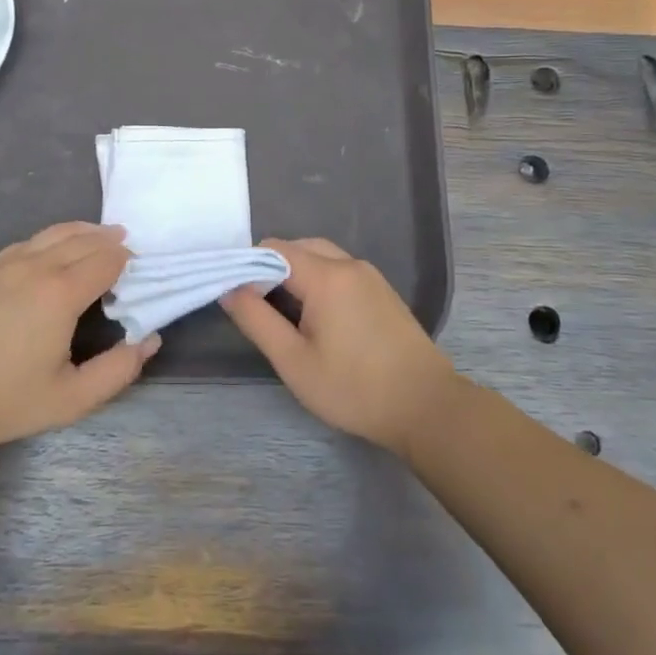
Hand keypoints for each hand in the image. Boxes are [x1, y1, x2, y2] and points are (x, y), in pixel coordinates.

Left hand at [0, 222, 157, 453]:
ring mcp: (7, 263)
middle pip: (84, 240)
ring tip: (101, 235)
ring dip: (84, 232)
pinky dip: (54, 236)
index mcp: (61, 292)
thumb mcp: (70, 399)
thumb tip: (149, 340)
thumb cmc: (2, 399)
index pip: (106, 261)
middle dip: (110, 241)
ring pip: (55, 233)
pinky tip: (55, 247)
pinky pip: (30, 240)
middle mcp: (37, 266)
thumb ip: (117, 371)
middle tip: (127, 247)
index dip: (127, 262)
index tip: (138, 272)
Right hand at [221, 238, 462, 455]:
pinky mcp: (382, 290)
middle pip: (297, 247)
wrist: (426, 407)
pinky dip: (319, 281)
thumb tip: (229, 289)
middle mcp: (349, 264)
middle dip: (271, 269)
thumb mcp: (294, 361)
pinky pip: (340, 270)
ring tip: (286, 316)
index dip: (248, 267)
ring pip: (320, 256)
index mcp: (326, 275)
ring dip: (296, 275)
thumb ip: (256, 320)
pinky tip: (318, 318)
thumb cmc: (354, 388)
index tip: (239, 300)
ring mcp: (370, 275)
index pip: (273, 249)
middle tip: (260, 310)